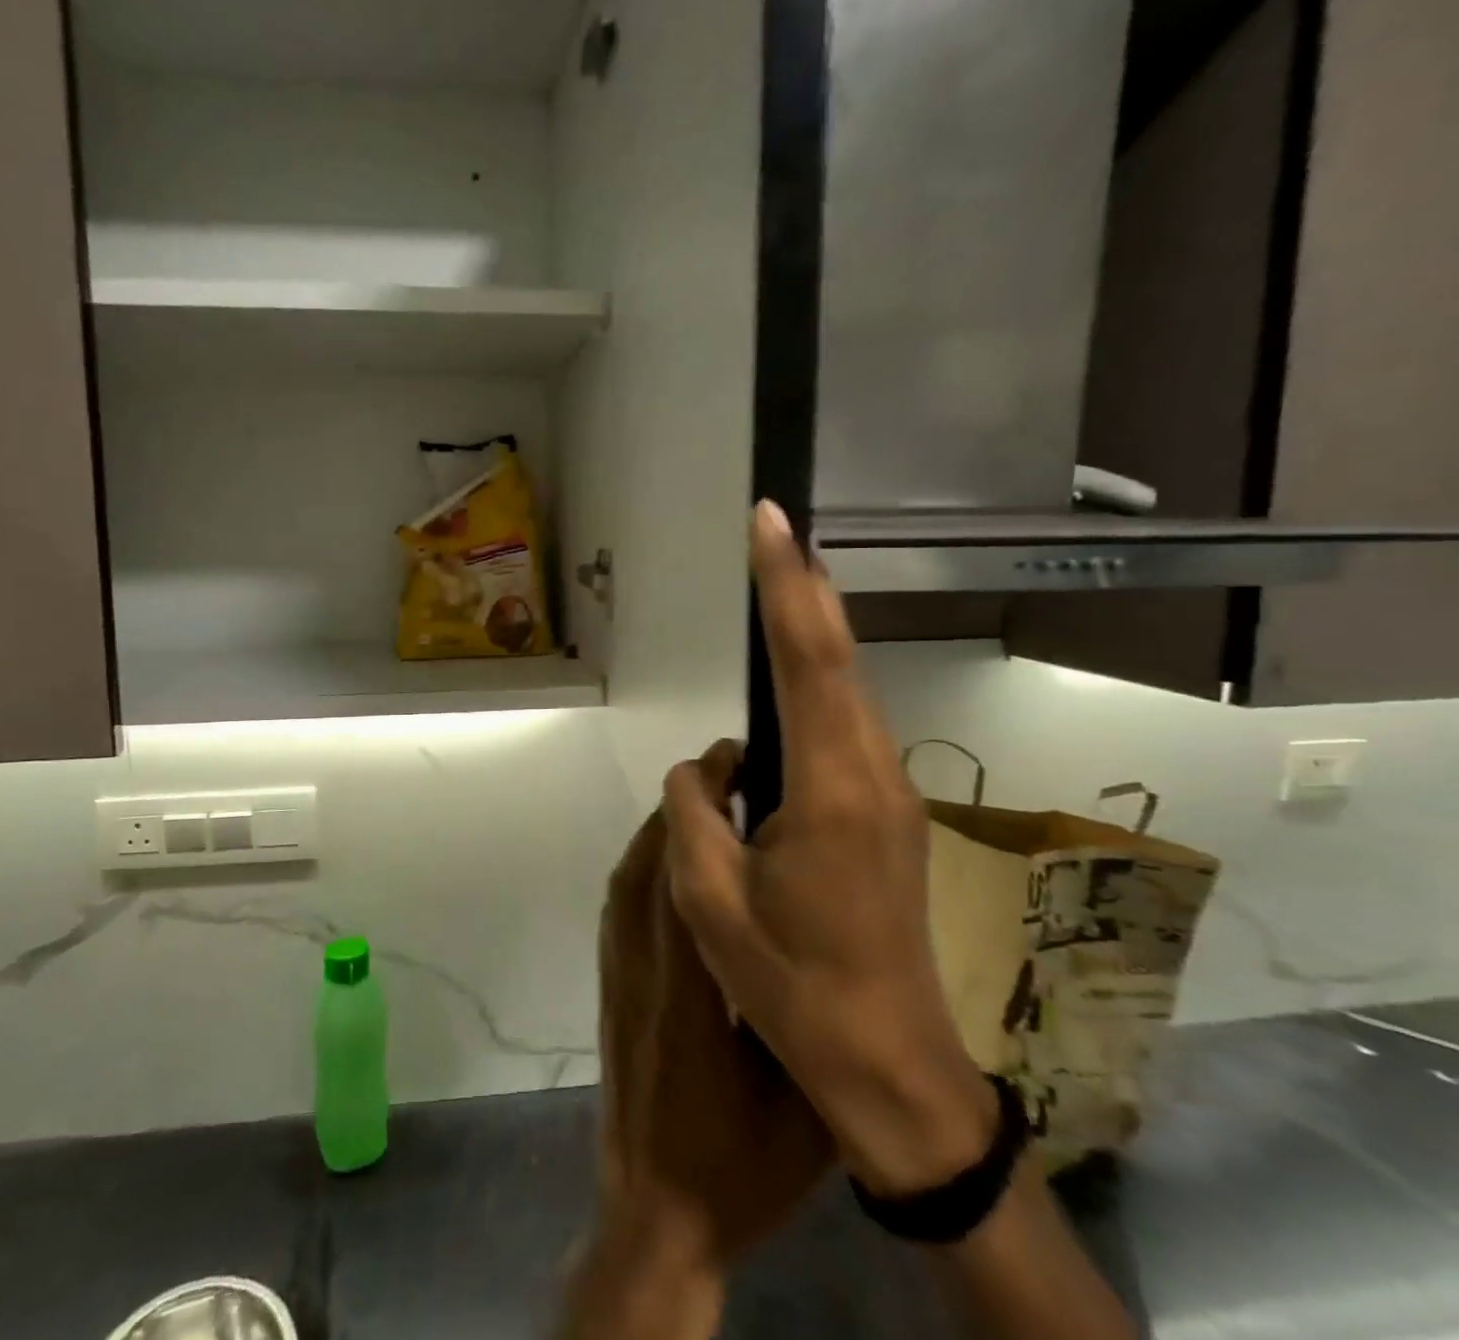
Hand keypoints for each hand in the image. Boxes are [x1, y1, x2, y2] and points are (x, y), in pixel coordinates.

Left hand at [565, 805, 830, 1339]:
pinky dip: (644, 865)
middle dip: (685, 807)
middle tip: (730, 773)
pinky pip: (620, 901)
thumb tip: (828, 952)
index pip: (685, 877)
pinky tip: (677, 867)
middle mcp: (642, 964)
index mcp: (689, 989)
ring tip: (711, 809)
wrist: (652, 1211)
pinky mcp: (609, 981)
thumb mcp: (801, 1107)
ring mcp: (617, 970)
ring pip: (628, 875)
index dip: (704, 814)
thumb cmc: (736, 1167)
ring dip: (663, 832)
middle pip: (649, 861)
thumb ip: (807, 1025)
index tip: (734, 769)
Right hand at [662, 501, 994, 1198]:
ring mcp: (892, 794)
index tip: (770, 522)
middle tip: (775, 531)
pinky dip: (821, 682)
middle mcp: (874, 774)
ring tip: (781, 584)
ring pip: (849, 691)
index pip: (807, 660)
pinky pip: (849, 728)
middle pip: (838, 660)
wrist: (891, 1063)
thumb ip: (694, 813)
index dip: (786, 584)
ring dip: (815, 632)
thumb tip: (702, 768)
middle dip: (805, 588)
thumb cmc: (791, 985)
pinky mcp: (890, 815)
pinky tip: (795, 679)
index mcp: (831, 788)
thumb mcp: (710, 902)